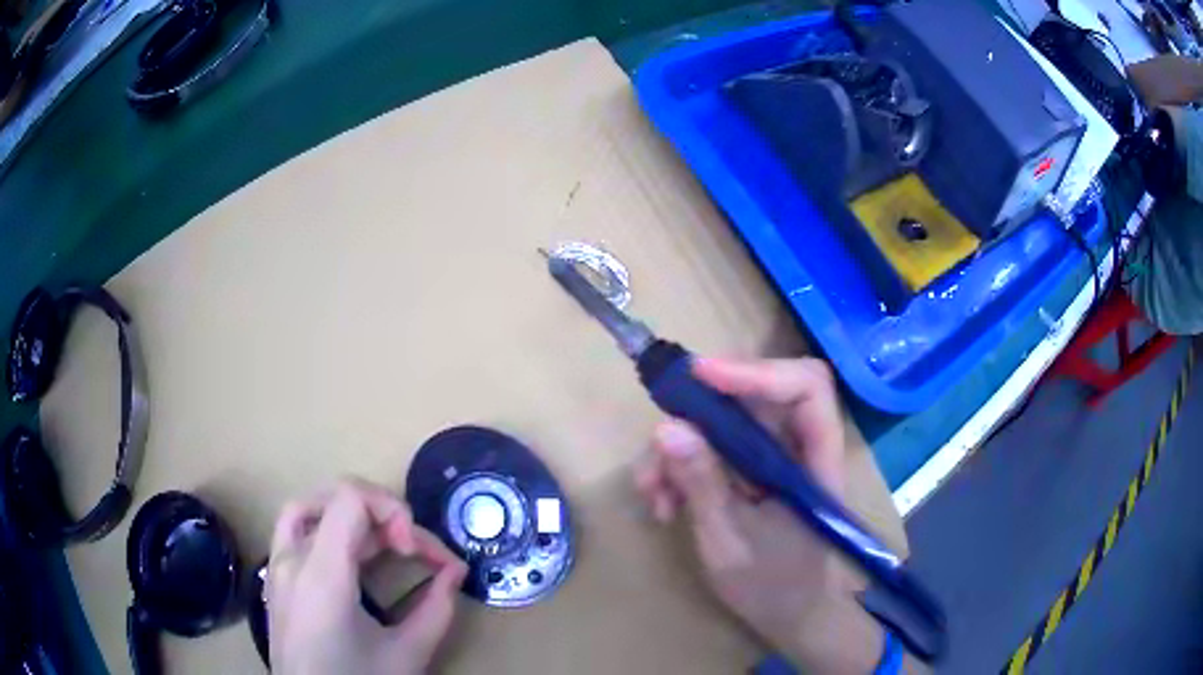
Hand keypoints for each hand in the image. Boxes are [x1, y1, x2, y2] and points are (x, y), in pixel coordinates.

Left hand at [267, 478, 468, 674]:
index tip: (415, 551)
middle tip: (416, 555)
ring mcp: (278, 563)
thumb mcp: (407, 655)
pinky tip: (346, 547)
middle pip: (338, 501)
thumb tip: (455, 572)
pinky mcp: (276, 575)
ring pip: (313, 505)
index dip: (392, 509)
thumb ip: (437, 610)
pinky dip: (324, 521)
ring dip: (354, 514)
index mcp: (322, 574)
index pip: (350, 498)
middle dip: (386, 518)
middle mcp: (293, 557)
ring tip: (385, 543)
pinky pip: (295, 526)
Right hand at [635, 357, 884, 673]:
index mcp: (816, 460)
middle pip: (756, 394)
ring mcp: (771, 457)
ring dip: (680, 446)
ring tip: (652, 491)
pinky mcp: (748, 470)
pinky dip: (680, 466)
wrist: (789, 616)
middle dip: (702, 407)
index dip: (758, 372)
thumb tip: (666, 427)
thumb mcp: (730, 542)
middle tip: (661, 433)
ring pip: (724, 420)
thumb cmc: (772, 587)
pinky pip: (711, 447)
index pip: (806, 388)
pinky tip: (662, 503)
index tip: (701, 377)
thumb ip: (703, 485)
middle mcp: (797, 447)